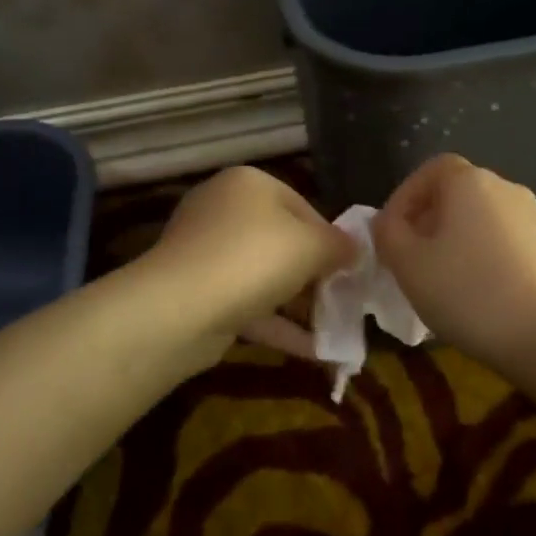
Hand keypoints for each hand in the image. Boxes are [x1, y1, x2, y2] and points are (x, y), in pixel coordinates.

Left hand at [146, 167, 352, 357]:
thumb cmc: (254, 259)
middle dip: (315, 275)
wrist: (180, 309)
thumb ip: (340, 245)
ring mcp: (206, 252)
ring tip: (334, 331)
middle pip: (283, 242)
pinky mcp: (197, 292)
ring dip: (299, 304)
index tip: (350, 270)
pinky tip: (313, 352)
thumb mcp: (312, 246)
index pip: (303, 207)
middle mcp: (223, 209)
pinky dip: (278, 325)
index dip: (331, 240)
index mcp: (249, 184)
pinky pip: (247, 304)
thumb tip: (355, 249)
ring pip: (264, 276)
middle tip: (343, 301)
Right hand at [373, 154, 535, 368]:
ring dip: (453, 242)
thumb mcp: (408, 264)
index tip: (389, 233)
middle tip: (408, 260)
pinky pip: (501, 241)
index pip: (429, 170)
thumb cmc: (468, 291)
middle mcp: (505, 188)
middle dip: (426, 222)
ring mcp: (532, 218)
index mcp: (470, 181)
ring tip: (438, 281)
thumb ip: (387, 234)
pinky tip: (474, 295)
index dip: (404, 197)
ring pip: (478, 220)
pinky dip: (480, 257)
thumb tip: (388, 223)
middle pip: (455, 194)